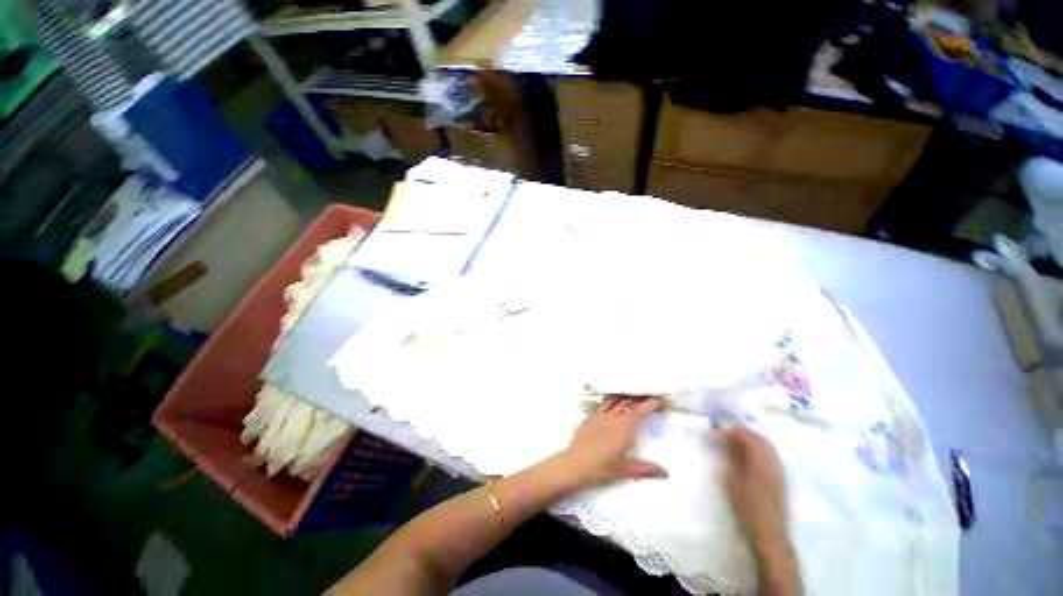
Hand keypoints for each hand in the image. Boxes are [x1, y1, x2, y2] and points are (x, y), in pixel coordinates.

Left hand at [555, 395, 668, 490]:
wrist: (575, 464)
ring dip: (626, 397)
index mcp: (624, 428)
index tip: (661, 400)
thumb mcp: (626, 471)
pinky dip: (612, 400)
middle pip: (628, 401)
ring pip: (616, 399)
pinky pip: (604, 403)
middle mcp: (613, 417)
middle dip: (641, 398)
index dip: (651, 403)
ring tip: (634, 398)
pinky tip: (613, 403)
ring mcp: (600, 414)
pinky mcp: (590, 416)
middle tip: (650, 399)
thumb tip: (666, 473)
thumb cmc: (601, 469)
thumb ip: (646, 470)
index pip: (640, 411)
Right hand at [724, 427, 787, 547]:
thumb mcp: (733, 478)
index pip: (746, 434)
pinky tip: (747, 456)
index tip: (715, 433)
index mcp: (761, 457)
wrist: (769, 532)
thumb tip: (728, 439)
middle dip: (740, 433)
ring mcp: (779, 468)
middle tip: (723, 436)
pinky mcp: (780, 477)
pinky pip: (769, 454)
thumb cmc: (747, 505)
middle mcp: (773, 459)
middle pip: (757, 437)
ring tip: (732, 444)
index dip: (730, 431)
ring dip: (749, 441)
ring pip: (765, 445)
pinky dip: (757, 450)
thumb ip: (732, 456)